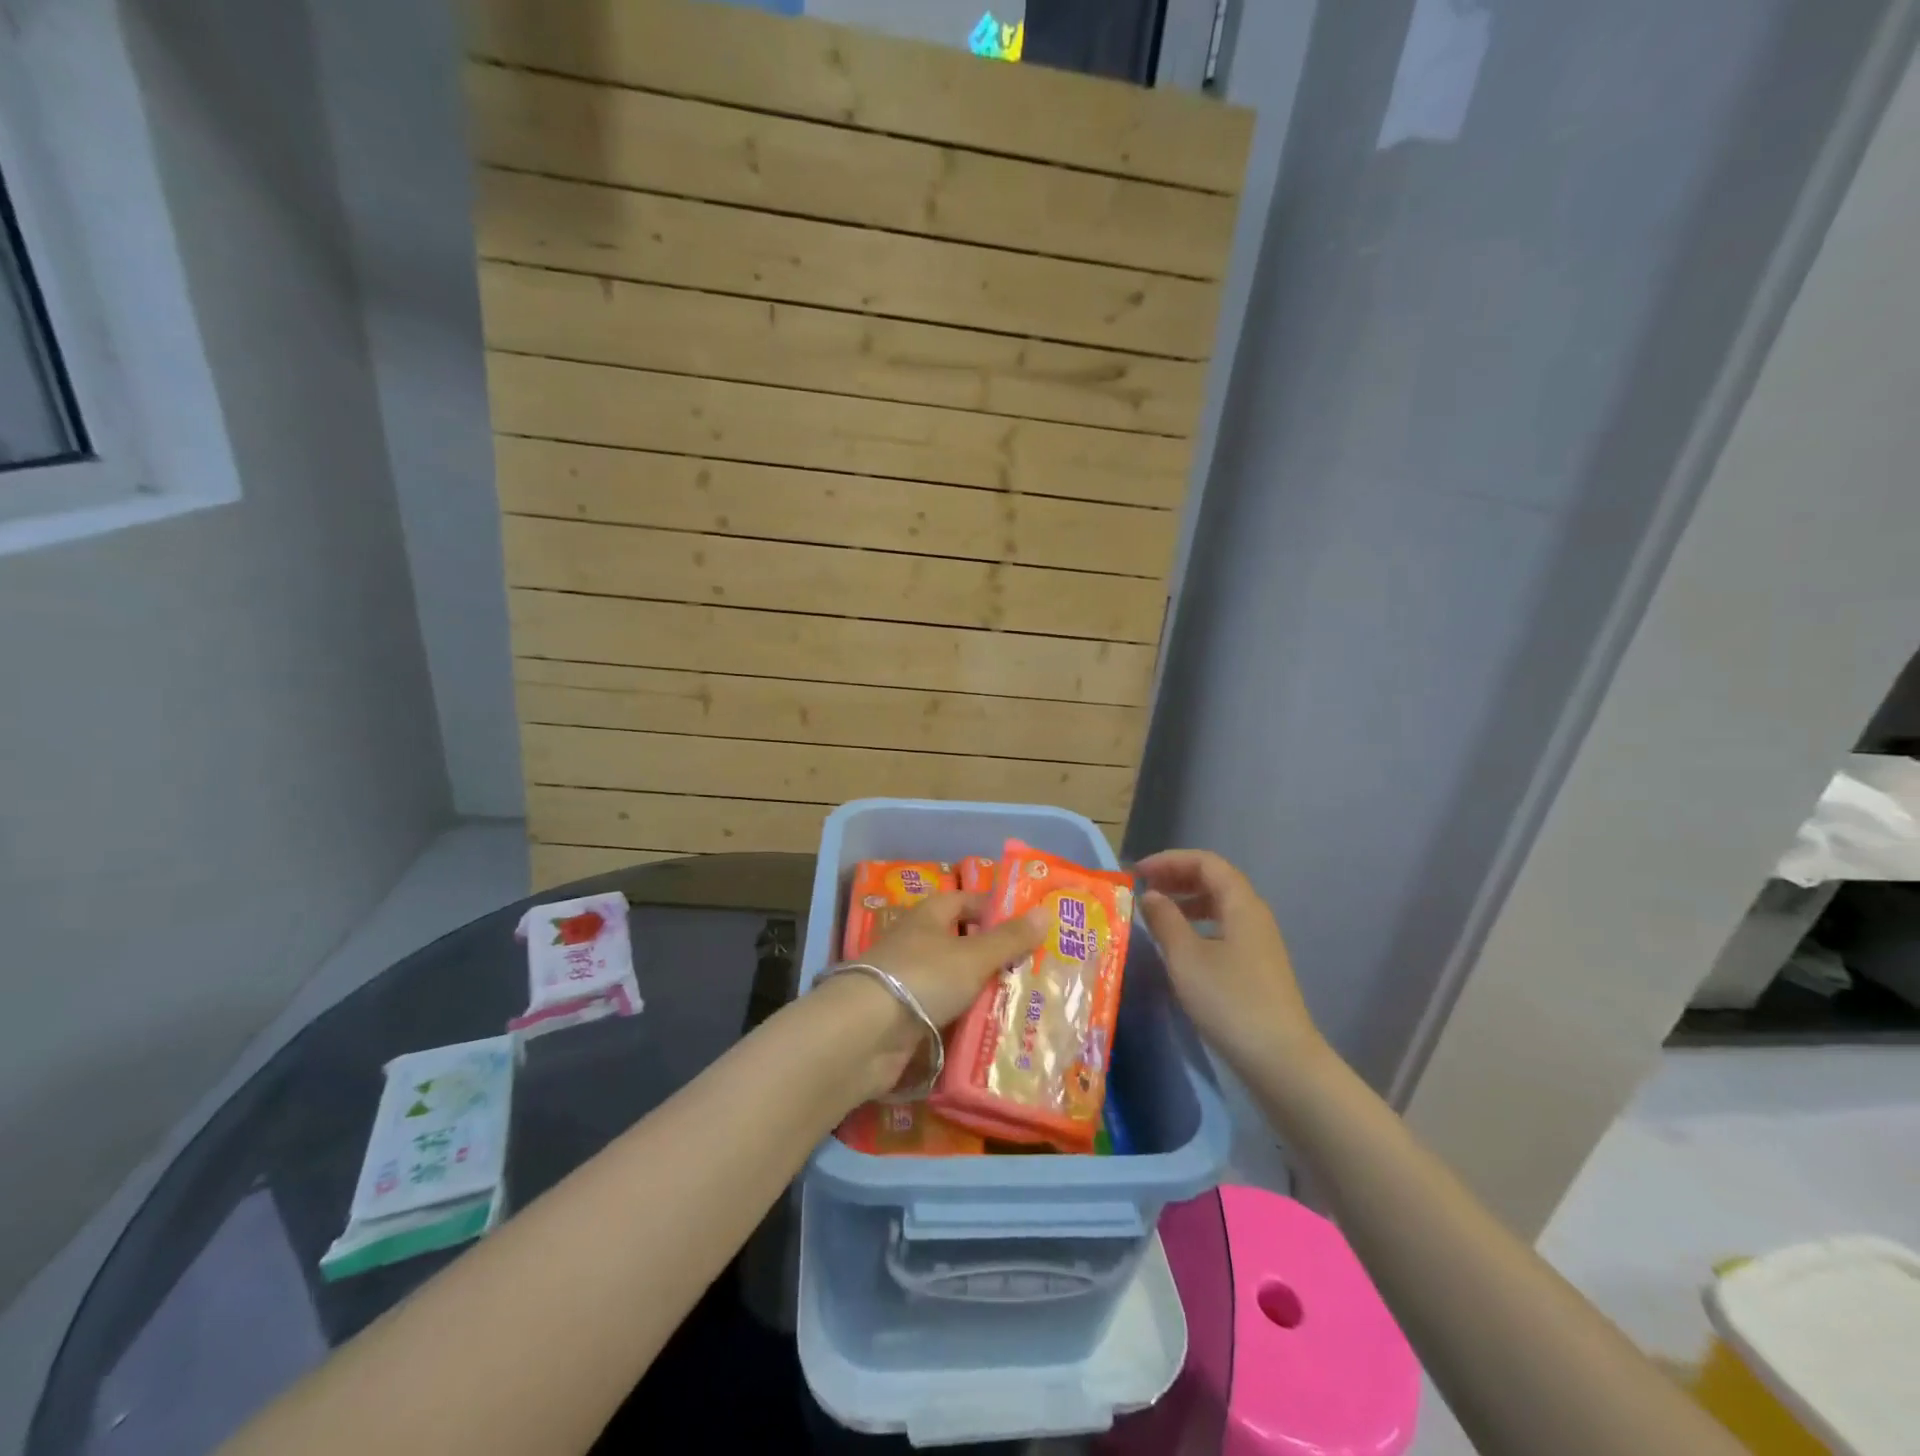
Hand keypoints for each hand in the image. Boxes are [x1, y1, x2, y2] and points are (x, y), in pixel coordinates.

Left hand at [862, 891, 1046, 1027]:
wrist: (865, 1033)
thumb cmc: (923, 978)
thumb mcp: (973, 956)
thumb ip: (1009, 938)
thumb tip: (1045, 911)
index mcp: (930, 917)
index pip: (966, 901)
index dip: (995, 908)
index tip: (1029, 924)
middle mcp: (917, 943)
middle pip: (962, 942)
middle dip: (995, 954)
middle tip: (1036, 967)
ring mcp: (909, 981)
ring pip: (955, 980)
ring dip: (983, 990)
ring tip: (1025, 1001)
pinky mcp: (905, 1017)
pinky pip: (945, 1011)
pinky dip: (966, 1018)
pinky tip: (994, 1029)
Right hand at [1135, 850, 1324, 1077]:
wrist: (1280, 1060)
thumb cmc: (1229, 1000)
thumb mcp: (1186, 957)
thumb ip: (1165, 920)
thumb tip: (1150, 895)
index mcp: (1242, 904)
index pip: (1206, 862)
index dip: (1170, 860)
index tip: (1138, 874)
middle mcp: (1254, 916)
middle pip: (1215, 880)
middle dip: (1177, 878)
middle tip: (1142, 890)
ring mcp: (1259, 943)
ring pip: (1219, 907)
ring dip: (1186, 902)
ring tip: (1155, 915)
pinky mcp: (1257, 968)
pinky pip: (1223, 929)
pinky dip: (1197, 926)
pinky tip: (1179, 947)